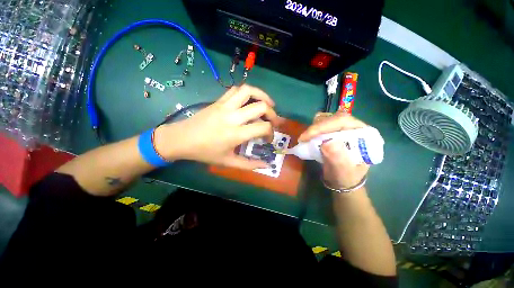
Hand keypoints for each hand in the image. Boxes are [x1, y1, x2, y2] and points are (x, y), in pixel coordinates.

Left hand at [155, 85, 281, 169]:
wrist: (181, 139)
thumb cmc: (205, 152)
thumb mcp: (228, 162)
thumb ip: (249, 164)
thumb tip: (267, 165)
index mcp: (235, 134)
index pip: (263, 127)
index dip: (271, 132)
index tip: (268, 138)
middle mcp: (232, 117)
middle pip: (260, 106)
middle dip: (272, 113)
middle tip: (273, 120)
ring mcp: (225, 106)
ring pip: (248, 91)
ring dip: (262, 95)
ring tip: (267, 103)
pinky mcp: (218, 101)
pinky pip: (235, 90)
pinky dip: (246, 92)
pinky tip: (249, 101)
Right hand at [298, 111, 368, 188]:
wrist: (344, 180)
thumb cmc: (346, 177)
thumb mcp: (343, 171)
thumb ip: (337, 158)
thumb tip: (326, 142)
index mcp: (363, 134)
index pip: (342, 121)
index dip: (322, 126)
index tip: (306, 136)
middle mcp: (354, 127)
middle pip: (333, 118)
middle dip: (316, 127)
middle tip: (303, 139)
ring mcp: (344, 128)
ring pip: (326, 119)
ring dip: (314, 128)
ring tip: (305, 139)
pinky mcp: (335, 130)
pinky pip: (322, 124)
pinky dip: (314, 129)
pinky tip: (309, 138)